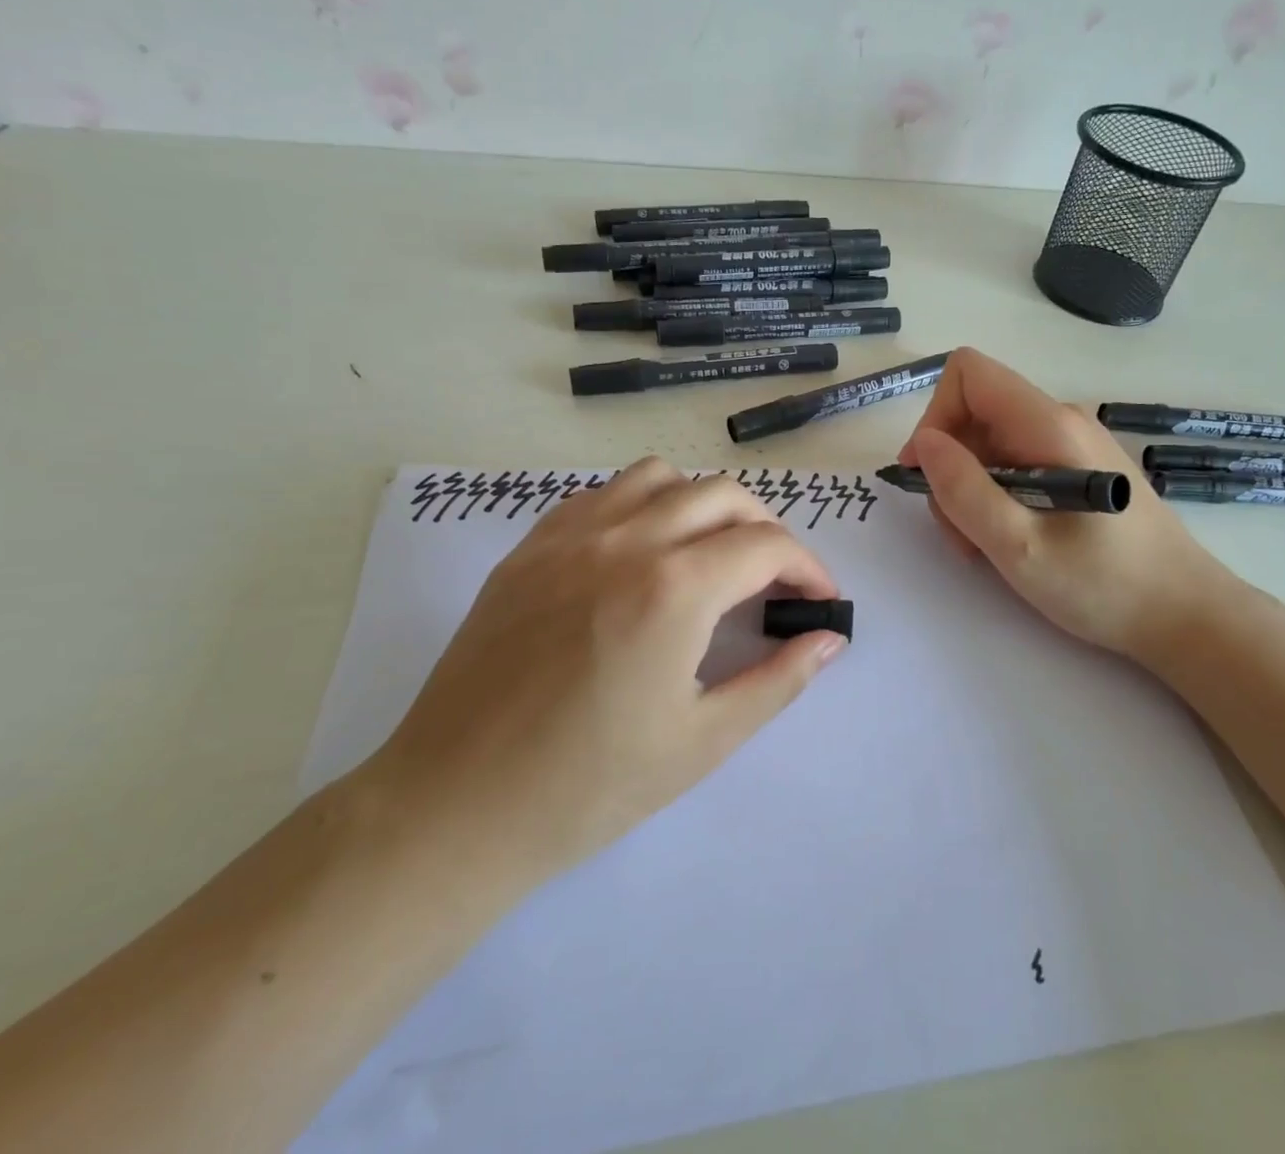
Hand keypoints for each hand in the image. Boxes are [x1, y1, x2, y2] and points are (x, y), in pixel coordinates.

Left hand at [370, 460, 845, 892]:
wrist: (455, 807)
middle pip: (723, 495)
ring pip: (660, 477)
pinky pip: (601, 494)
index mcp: (675, 588)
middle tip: (773, 579)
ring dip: (702, 503)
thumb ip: (778, 680)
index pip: (767, 545)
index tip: (819, 601)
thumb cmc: (588, 786)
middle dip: (766, 529)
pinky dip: (641, 505)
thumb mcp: (703, 742)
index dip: (808, 568)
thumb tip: (829, 640)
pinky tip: (640, 553)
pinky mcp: (530, 547)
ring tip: (708, 553)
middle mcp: (627, 540)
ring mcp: (571, 536)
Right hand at [898, 348, 1244, 662]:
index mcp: (1048, 424)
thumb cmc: (1104, 584)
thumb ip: (964, 490)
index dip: (934, 416)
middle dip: (951, 468)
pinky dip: (996, 497)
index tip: (926, 475)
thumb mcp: (1018, 545)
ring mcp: (1070, 443)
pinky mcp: (1077, 467)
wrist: (1185, 614)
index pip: (968, 374)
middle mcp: (1059, 419)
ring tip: (985, 547)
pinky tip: (1010, 540)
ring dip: (970, 490)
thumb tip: (924, 443)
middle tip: (960, 532)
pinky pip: (1015, 464)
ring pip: (990, 444)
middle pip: (974, 413)